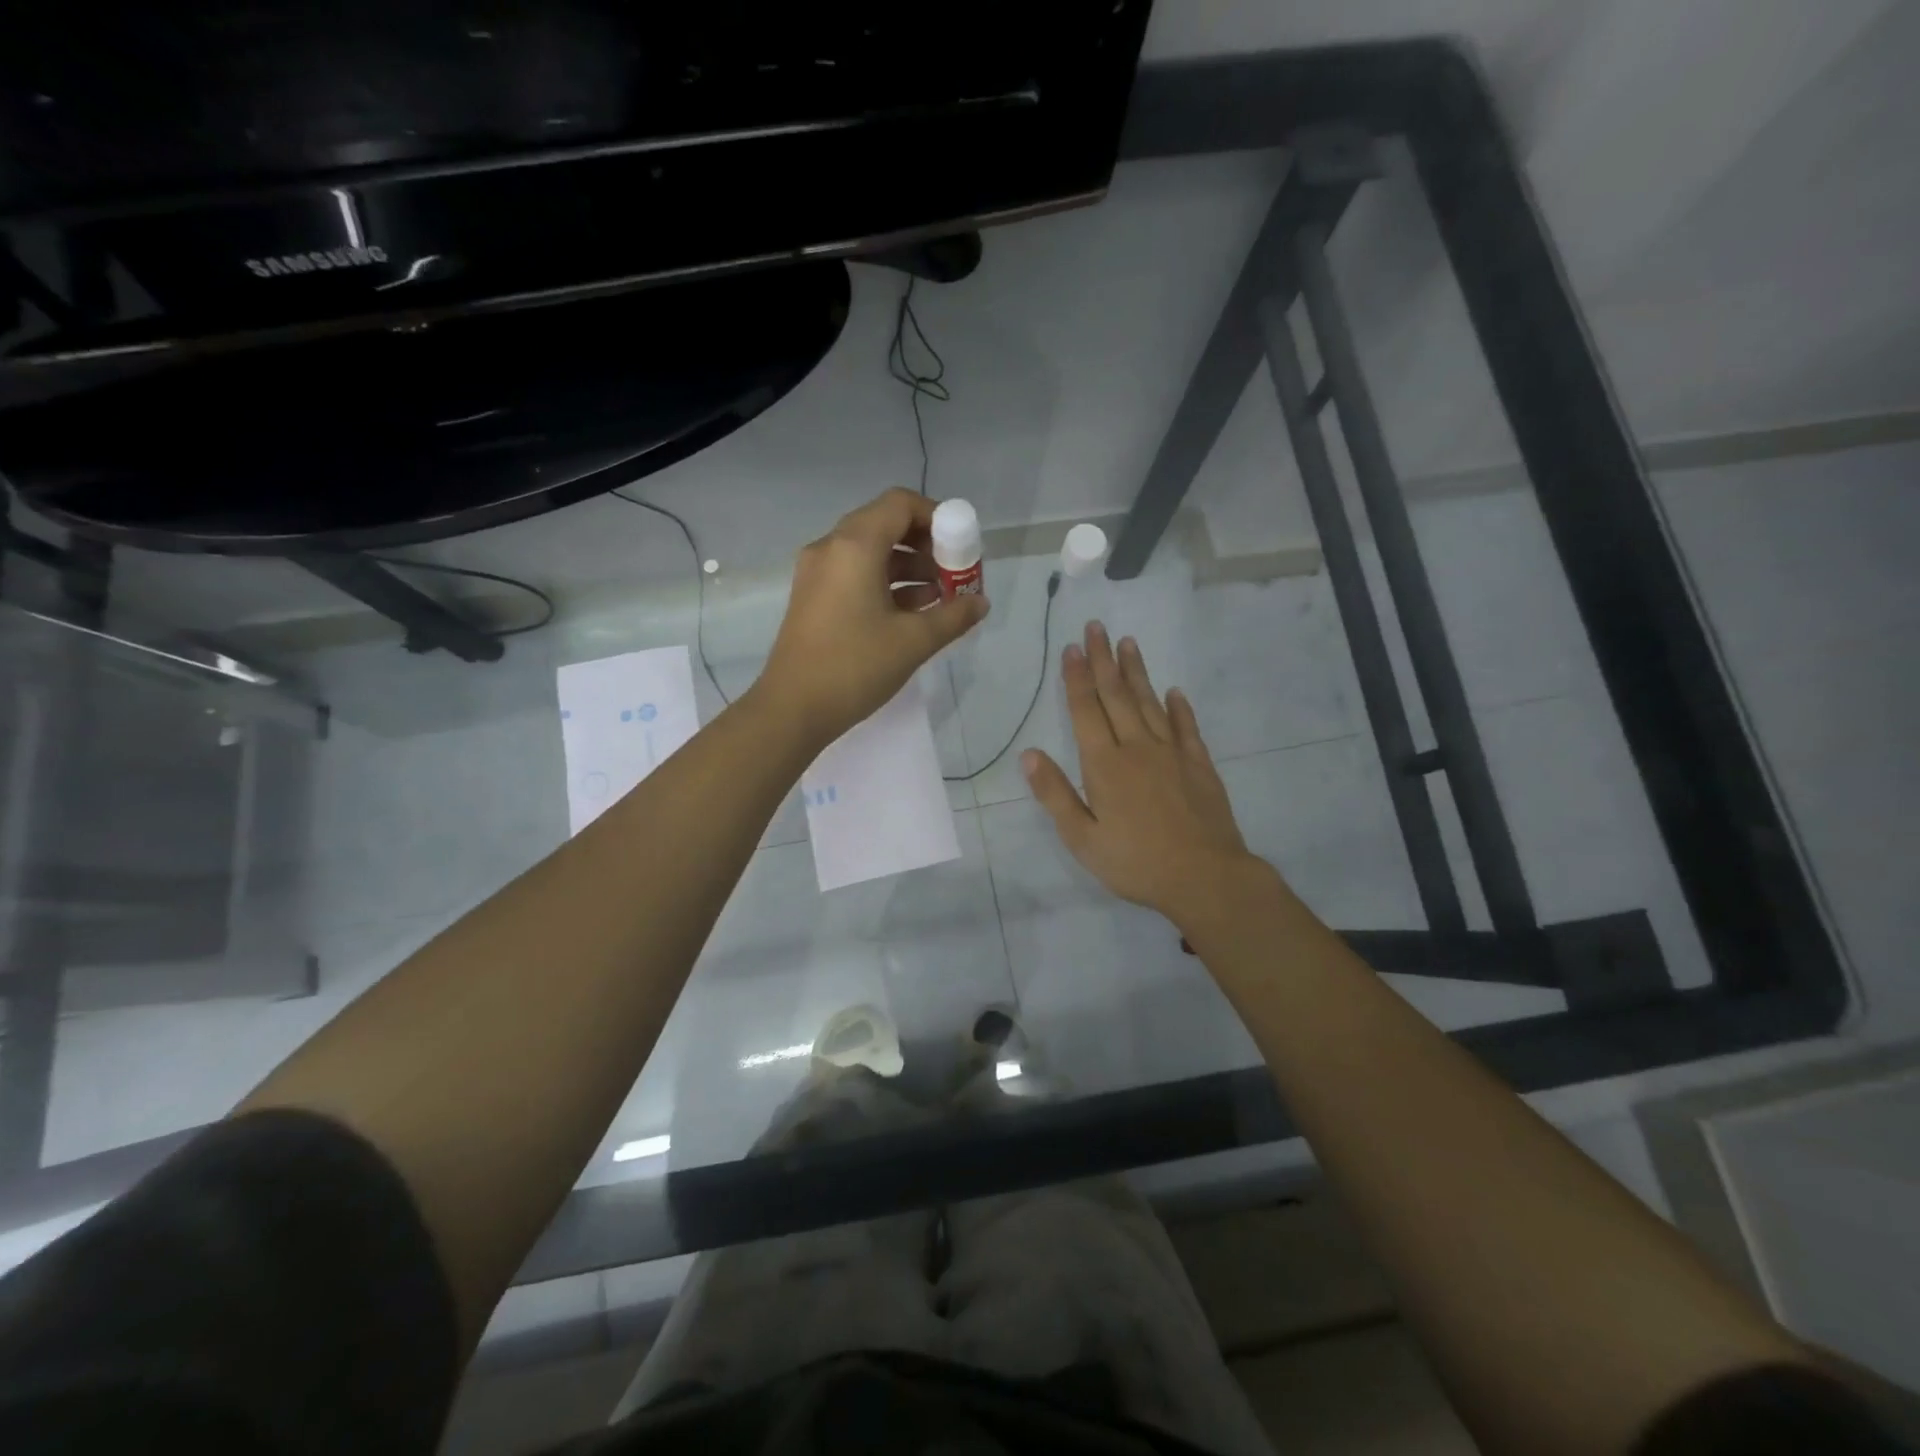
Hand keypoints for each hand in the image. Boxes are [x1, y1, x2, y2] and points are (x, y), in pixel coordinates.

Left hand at [757, 489, 989, 747]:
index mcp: (854, 546)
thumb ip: (953, 616)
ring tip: (941, 598)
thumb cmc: (855, 667)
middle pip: (885, 524)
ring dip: (908, 567)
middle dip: (926, 545)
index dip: (936, 517)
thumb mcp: (914, 641)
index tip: (960, 546)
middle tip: (954, 574)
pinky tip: (913, 612)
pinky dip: (886, 583)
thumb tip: (980, 603)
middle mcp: (831, 548)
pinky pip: (855, 574)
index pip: (900, 504)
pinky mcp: (813, 597)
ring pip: (871, 552)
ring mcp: (818, 573)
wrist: (792, 709)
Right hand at [1023, 623, 1266, 926]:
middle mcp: (1137, 748)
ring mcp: (1172, 754)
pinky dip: (1180, 707)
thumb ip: (1055, 794)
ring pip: (1150, 703)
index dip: (1077, 678)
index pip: (1086, 711)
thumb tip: (1029, 754)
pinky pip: (1187, 727)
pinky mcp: (1199, 765)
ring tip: (1128, 643)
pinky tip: (1175, 692)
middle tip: (1096, 627)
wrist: (1205, 878)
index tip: (1072, 648)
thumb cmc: (1136, 863)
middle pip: (1117, 696)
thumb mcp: (1083, 839)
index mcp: (1104, 765)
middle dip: (1104, 660)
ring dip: (1137, 672)